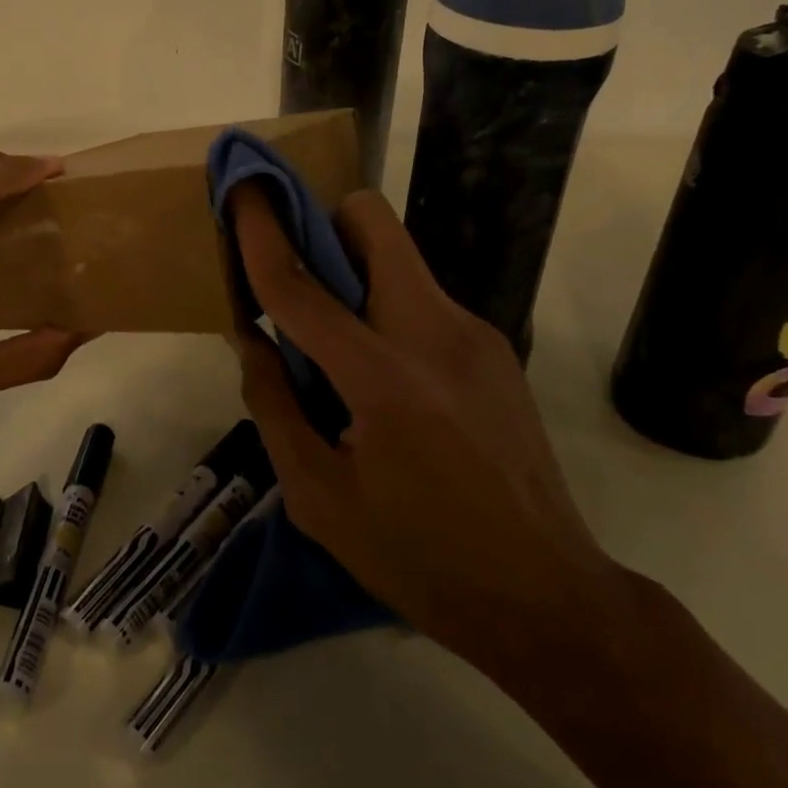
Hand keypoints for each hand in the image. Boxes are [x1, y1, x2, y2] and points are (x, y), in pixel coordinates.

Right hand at [229, 183, 627, 678]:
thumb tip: (251, 338)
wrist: (548, 597)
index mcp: (383, 381)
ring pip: (399, 257)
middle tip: (300, 275)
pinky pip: (422, 297)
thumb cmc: (418, 559)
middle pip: (373, 224)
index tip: (240, 190)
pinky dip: (387, 310)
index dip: (262, 234)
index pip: (303, 288)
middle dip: (325, 224)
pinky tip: (391, 380)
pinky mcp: (495, 346)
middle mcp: (434, 335)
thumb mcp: (319, 498)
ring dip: (355, 273)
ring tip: (341, 347)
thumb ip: (273, 406)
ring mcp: (474, 334)